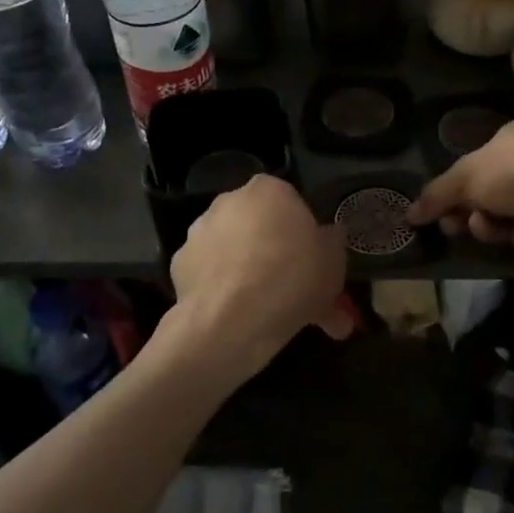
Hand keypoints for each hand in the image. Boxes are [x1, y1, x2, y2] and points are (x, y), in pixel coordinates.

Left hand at [160, 176, 352, 387]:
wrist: (230, 322)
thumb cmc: (291, 279)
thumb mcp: (334, 262)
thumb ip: (332, 241)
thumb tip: (329, 235)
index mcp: (269, 190)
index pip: (290, 201)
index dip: (303, 232)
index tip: (313, 261)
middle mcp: (230, 200)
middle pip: (260, 226)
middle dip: (277, 254)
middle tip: (296, 292)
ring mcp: (200, 230)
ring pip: (236, 251)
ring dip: (250, 273)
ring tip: (271, 315)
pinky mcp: (179, 263)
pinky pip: (212, 274)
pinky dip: (225, 290)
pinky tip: (240, 318)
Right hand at [407, 117, 513, 252]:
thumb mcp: (465, 177)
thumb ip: (437, 195)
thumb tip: (409, 215)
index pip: (478, 163)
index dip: (457, 189)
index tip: (440, 212)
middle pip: (492, 192)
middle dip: (473, 212)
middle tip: (456, 227)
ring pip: (511, 215)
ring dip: (495, 225)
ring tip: (493, 227)